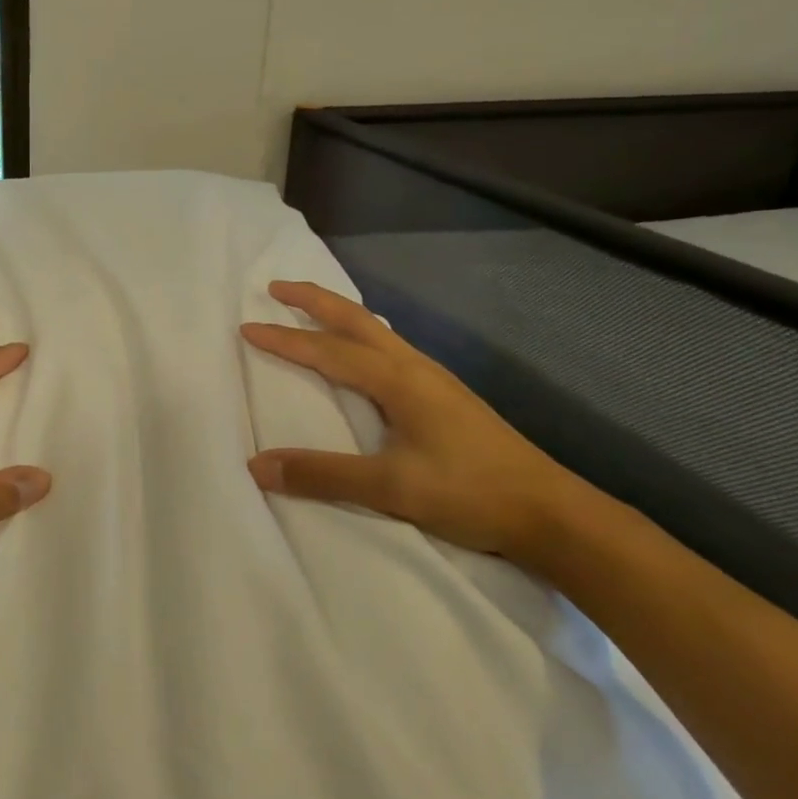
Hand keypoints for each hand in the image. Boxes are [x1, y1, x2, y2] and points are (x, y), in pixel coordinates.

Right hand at [240, 280, 596, 566]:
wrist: (550, 512)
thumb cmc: (470, 492)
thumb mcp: (391, 488)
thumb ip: (323, 474)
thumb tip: (257, 466)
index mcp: (399, 381)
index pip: (328, 351)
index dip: (285, 338)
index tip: (247, 326)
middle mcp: (415, 368)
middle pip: (357, 321)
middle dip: (315, 300)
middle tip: (277, 285)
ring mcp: (435, 380)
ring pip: (378, 332)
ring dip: (341, 315)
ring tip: (314, 312)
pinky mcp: (445, 397)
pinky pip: (392, 349)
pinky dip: (364, 336)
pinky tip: (365, 354)